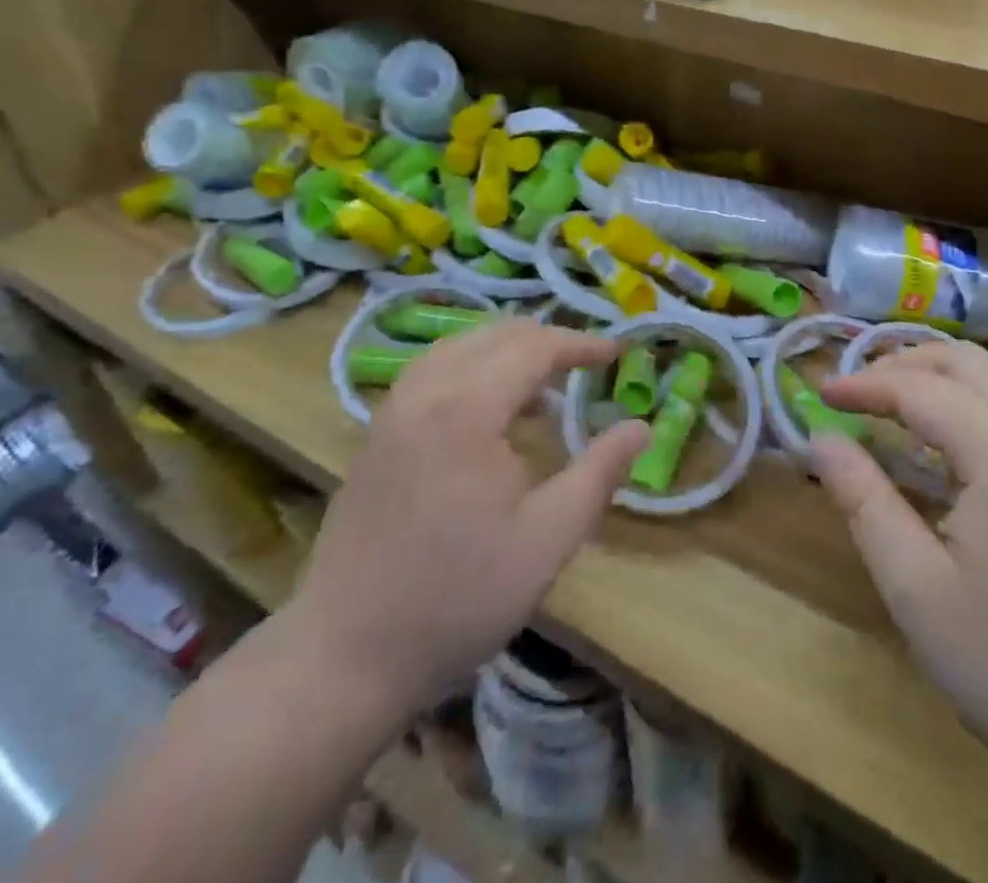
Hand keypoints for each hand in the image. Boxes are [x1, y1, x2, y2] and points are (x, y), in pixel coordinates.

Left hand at [279, 320, 648, 721]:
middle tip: (587, 365)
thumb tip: (641, 426)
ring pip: (461, 346)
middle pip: (496, 335)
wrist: (346, 652)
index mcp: (467, 408)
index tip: (617, 351)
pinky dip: (473, 367)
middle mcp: (425, 390)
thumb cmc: (458, 597)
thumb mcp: (547, 540)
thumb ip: (598, 473)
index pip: (534, 346)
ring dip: (508, 351)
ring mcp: (394, 407)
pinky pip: (434, 369)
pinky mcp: (378, 430)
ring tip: (544, 386)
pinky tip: (489, 409)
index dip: (580, 343)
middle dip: (547, 341)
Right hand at [812, 343, 987, 806]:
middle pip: (970, 364)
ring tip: (906, 400)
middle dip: (906, 364)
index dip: (865, 385)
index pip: (920, 390)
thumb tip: (821, 440)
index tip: (821, 395)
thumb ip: (863, 502)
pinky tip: (970, 438)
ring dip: (951, 374)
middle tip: (860, 390)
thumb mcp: (916, 590)